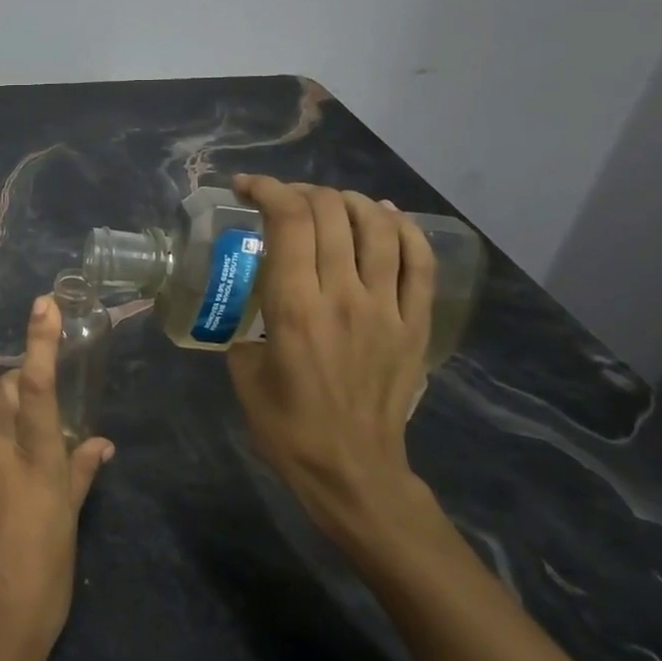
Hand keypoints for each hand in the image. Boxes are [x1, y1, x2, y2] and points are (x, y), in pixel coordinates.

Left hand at [0, 295, 114, 660]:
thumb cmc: (41, 588)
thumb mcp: (69, 531)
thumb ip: (80, 477)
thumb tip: (98, 443)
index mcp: (34, 463)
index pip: (37, 387)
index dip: (39, 342)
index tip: (42, 304)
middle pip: (1, 394)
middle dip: (17, 388)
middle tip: (36, 416)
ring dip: (1, 450)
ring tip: (13, 503)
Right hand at [224, 178, 436, 541]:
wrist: (353, 471)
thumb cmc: (286, 426)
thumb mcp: (243, 370)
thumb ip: (245, 324)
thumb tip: (250, 297)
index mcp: (294, 307)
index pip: (289, 221)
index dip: (267, 190)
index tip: (246, 188)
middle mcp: (343, 296)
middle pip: (331, 213)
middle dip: (301, 192)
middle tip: (281, 202)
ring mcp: (386, 308)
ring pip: (378, 227)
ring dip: (349, 201)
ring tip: (329, 202)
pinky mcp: (415, 324)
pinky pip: (418, 261)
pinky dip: (403, 228)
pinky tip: (384, 216)